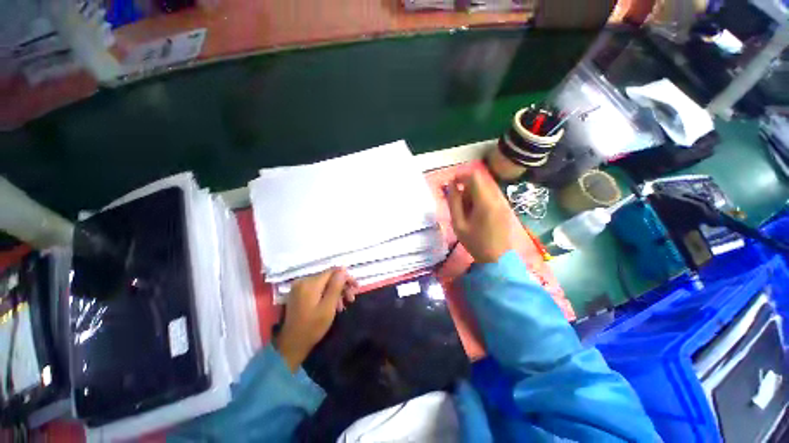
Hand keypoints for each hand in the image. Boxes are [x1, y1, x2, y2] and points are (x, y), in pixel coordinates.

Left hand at [275, 268, 357, 371]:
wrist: (292, 344)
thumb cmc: (312, 327)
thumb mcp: (328, 307)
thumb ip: (336, 286)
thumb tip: (343, 269)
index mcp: (310, 283)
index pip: (333, 271)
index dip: (346, 277)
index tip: (355, 287)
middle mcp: (303, 281)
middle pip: (329, 277)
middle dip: (342, 287)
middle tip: (351, 298)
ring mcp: (299, 287)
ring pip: (324, 284)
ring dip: (335, 292)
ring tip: (343, 306)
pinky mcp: (298, 293)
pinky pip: (317, 289)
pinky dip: (326, 295)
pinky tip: (333, 305)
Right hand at [446, 171, 513, 262]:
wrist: (497, 258)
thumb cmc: (475, 242)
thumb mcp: (458, 224)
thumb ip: (453, 202)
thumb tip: (451, 185)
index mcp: (485, 202)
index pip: (474, 177)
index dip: (460, 176)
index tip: (451, 185)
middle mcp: (497, 198)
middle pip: (479, 182)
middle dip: (465, 189)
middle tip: (458, 205)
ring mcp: (503, 202)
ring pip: (484, 188)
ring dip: (472, 195)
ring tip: (467, 212)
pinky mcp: (505, 207)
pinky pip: (490, 195)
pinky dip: (480, 199)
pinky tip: (476, 214)